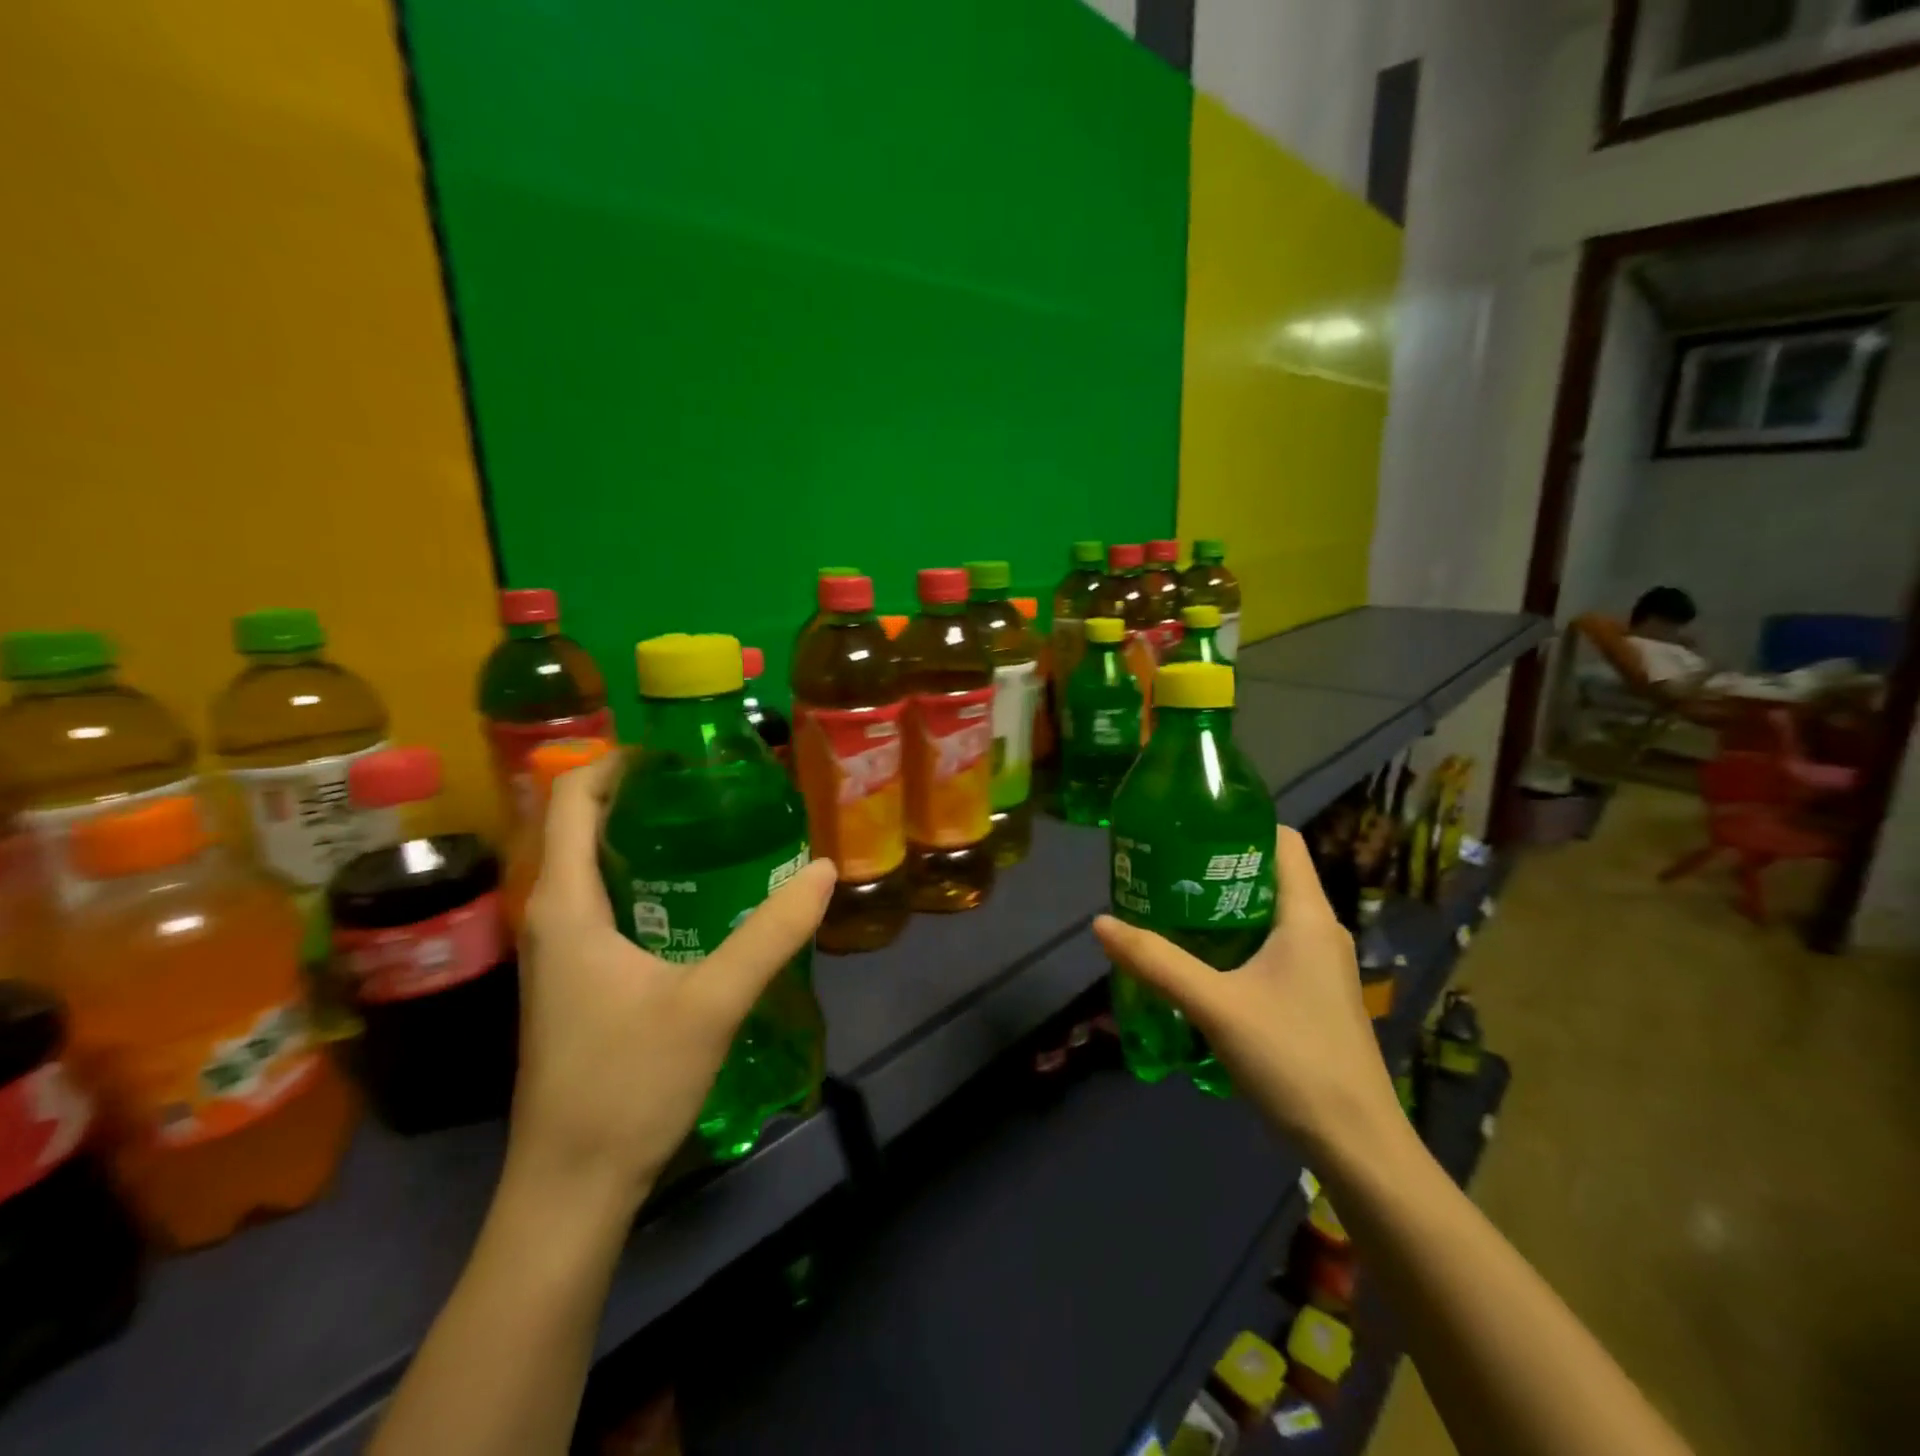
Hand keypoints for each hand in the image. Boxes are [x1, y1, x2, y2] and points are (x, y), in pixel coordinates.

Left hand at [512, 753, 835, 1206]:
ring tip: (710, 827)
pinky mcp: (574, 983)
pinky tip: (694, 898)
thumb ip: (772, 933)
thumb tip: (823, 870)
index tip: (678, 753)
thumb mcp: (713, 1001)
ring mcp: (559, 955)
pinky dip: (642, 878)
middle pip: (580, 827)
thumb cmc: (627, 1085)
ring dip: (641, 837)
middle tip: (710, 786)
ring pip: (592, 868)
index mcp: (566, 906)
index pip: (569, 800)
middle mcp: (551, 919)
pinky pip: (602, 904)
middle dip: (637, 794)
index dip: (615, 761)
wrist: (570, 1189)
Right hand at [1093, 826, 1401, 1163]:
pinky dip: (1238, 939)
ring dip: (1226, 906)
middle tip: (1166, 868)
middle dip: (1219, 867)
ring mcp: (1322, 964)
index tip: (1189, 826)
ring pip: (1270, 913)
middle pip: (1270, 875)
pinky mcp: (1316, 994)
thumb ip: (1157, 962)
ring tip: (1174, 907)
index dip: (1240, 824)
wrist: (1358, 1146)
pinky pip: (1274, 945)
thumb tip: (1100, 923)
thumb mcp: (1215, 1005)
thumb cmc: (1294, 1058)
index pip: (1282, 840)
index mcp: (1308, 915)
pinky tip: (1203, 959)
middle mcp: (1320, 929)